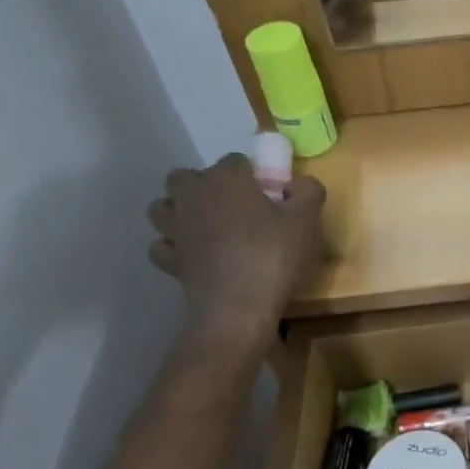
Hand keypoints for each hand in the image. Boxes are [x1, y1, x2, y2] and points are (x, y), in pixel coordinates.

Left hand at [147, 155, 326, 350]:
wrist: (238, 307)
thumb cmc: (273, 255)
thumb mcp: (307, 219)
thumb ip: (307, 191)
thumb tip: (299, 183)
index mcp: (226, 179)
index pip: (236, 161)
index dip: (253, 174)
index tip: (270, 194)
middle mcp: (193, 196)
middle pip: (185, 177)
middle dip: (204, 185)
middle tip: (233, 206)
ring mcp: (175, 228)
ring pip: (162, 207)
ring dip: (179, 211)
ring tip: (206, 226)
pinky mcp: (169, 259)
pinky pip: (162, 245)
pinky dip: (174, 246)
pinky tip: (193, 255)